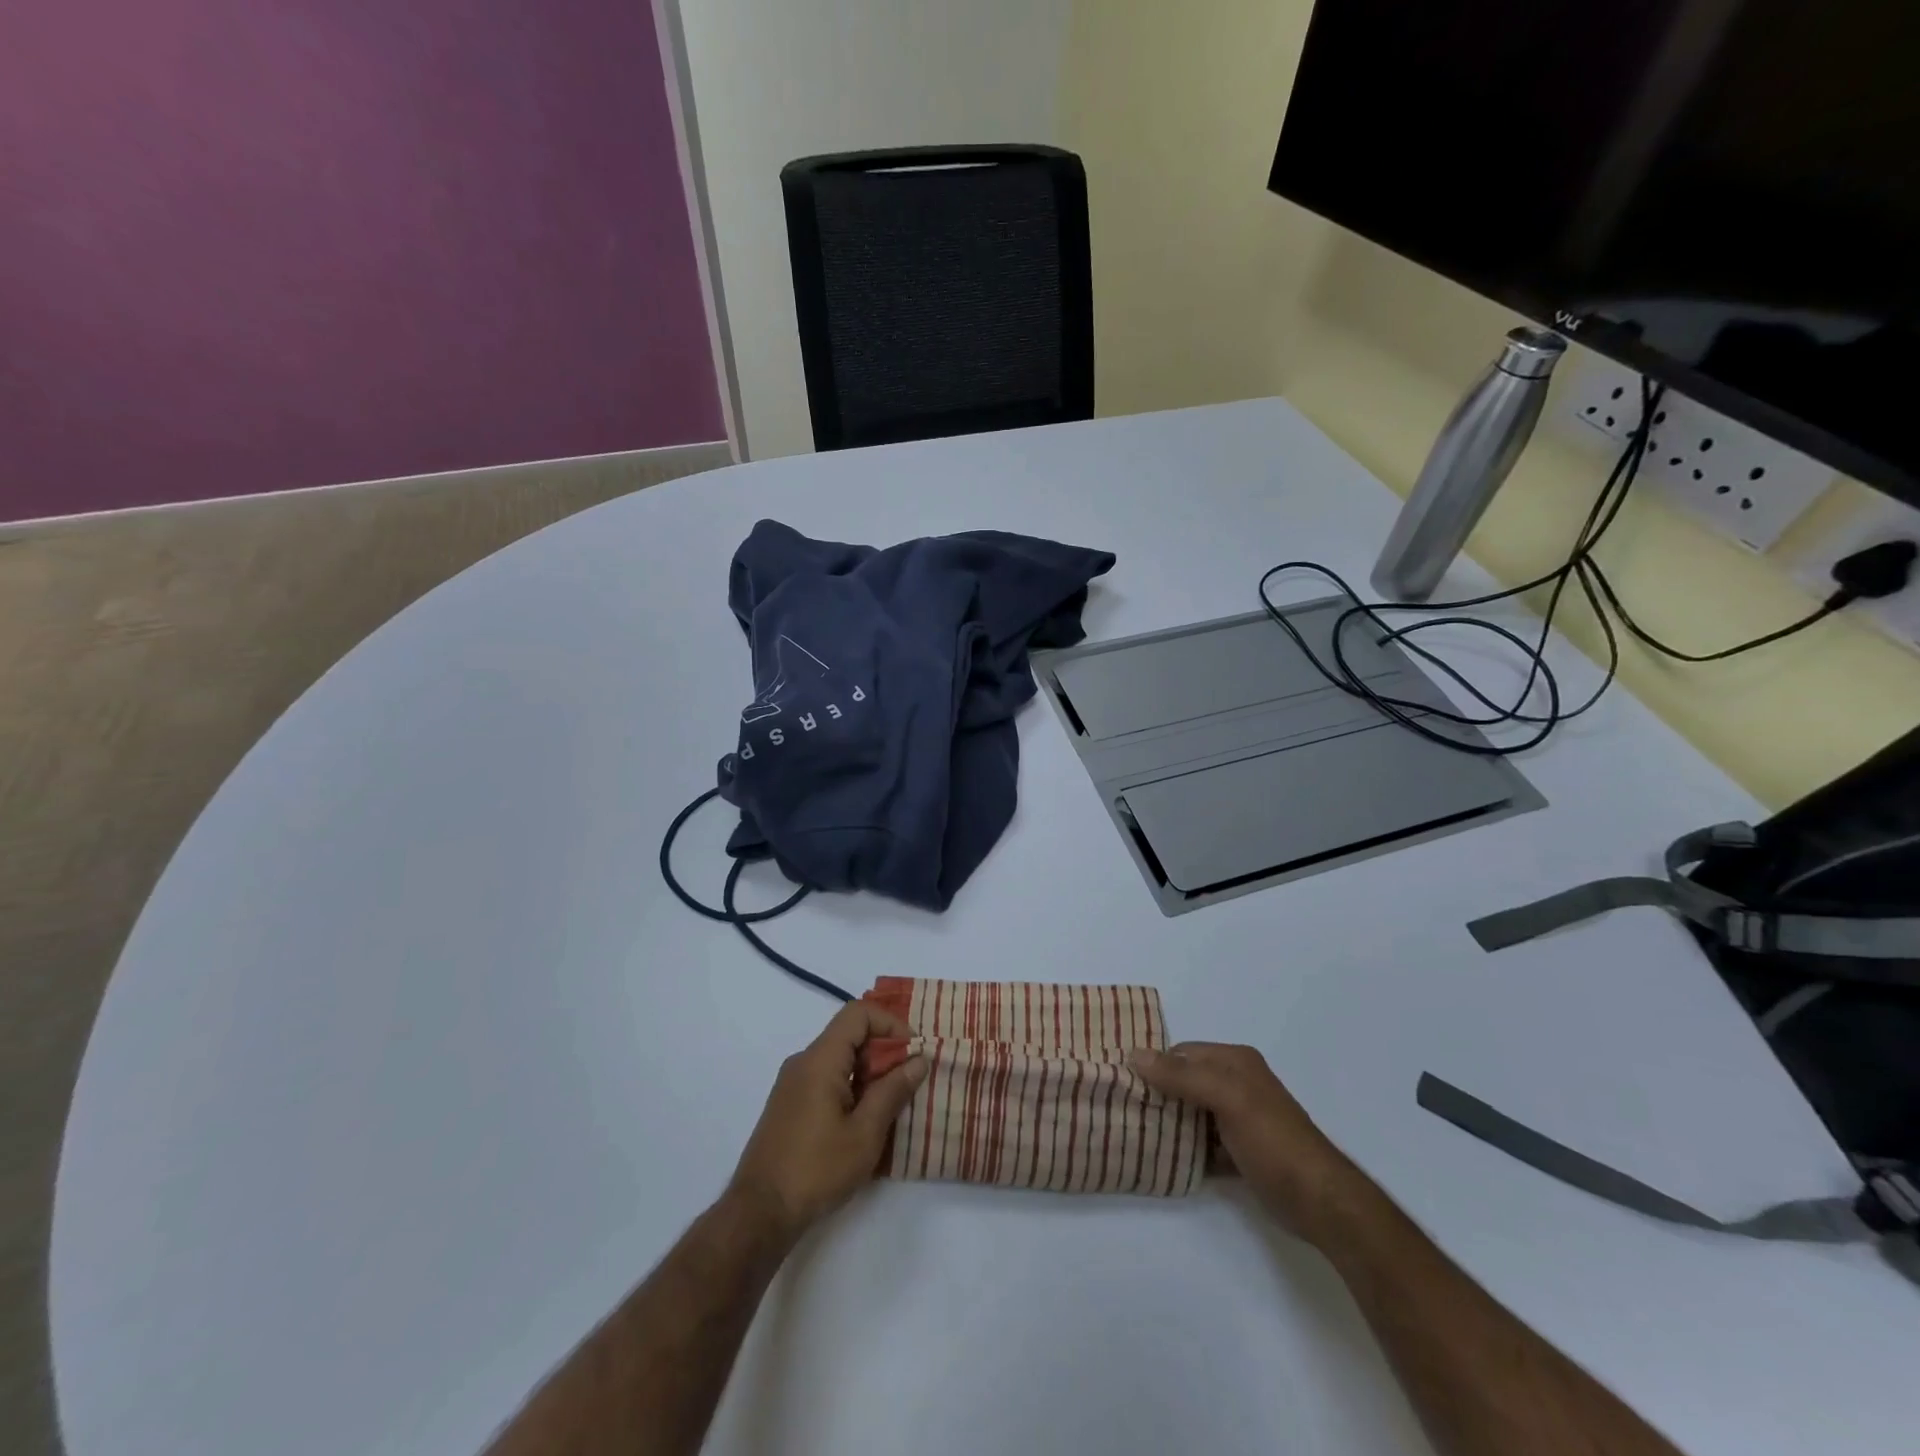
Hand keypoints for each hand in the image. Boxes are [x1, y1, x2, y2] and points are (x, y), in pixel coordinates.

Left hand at [728, 1002, 928, 1242]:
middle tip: (909, 1082)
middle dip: (884, 1051)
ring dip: (869, 1072)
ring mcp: (792, 1084)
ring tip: (892, 1105)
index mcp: (820, 1060)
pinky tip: (865, 1121)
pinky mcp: (789, 1105)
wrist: (758, 1215)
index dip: (890, 1023)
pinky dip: (851, 1087)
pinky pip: (827, 1078)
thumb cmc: (816, 1171)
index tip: (913, 1052)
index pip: (858, 1013)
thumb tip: (918, 1059)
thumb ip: (893, 1091)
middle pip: (849, 1034)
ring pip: (839, 1058)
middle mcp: (803, 1062)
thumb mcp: (865, 1134)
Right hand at [1129, 1043, 1360, 1242]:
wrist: (1321, 1203)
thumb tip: (1134, 1054)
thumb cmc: (1274, 1140)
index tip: (1123, 1082)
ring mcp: (1239, 1119)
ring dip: (1169, 1123)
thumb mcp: (1228, 1099)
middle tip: (1124, 1110)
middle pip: (1185, 1082)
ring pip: (1192, 1114)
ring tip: (1135, 1134)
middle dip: (1158, 1095)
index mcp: (1235, 1062)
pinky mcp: (1240, 1152)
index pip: (1182, 1053)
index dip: (1154, 1065)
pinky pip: (1203, 1143)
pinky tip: (1163, 1159)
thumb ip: (1182, 1076)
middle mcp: (1237, 1083)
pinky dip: (1185, 1149)